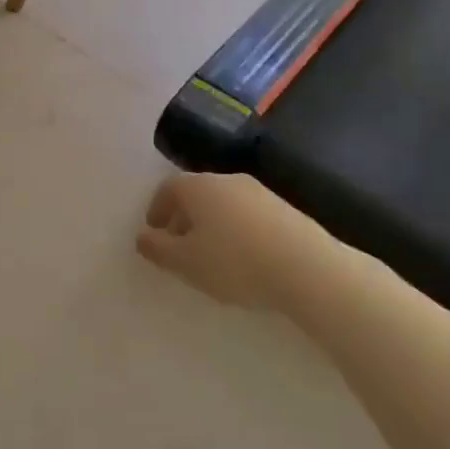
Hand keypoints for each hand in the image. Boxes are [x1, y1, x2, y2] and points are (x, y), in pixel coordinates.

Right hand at [137, 171, 335, 311]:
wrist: (307, 268)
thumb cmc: (234, 262)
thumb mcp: (185, 262)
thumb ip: (157, 249)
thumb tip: (142, 236)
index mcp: (198, 187)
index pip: (167, 188)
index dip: (156, 209)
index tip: (154, 233)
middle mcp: (227, 180)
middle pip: (196, 193)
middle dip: (183, 217)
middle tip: (180, 247)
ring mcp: (259, 192)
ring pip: (224, 204)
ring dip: (211, 225)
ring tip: (212, 257)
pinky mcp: (285, 210)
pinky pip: (248, 215)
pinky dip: (237, 231)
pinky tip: (244, 259)